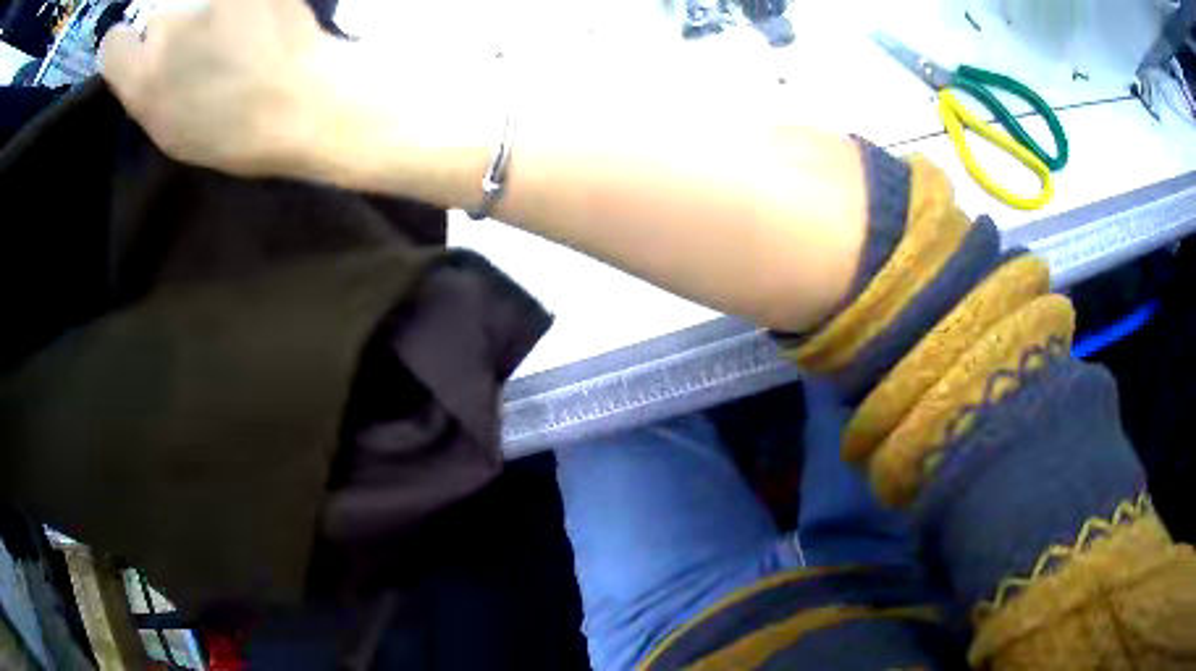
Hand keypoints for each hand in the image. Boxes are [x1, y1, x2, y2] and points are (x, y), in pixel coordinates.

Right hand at [100, 0, 334, 175]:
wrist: (306, 102)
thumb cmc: (234, 133)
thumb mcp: (170, 130)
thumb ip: (146, 89)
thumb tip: (140, 57)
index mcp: (142, 79)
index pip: (113, 44)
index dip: (124, 46)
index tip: (137, 50)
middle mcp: (169, 30)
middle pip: (158, 18)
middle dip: (172, 31)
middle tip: (201, 49)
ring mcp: (208, 1)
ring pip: (193, 1)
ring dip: (206, 14)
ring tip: (235, 36)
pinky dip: (236, 8)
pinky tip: (254, 21)